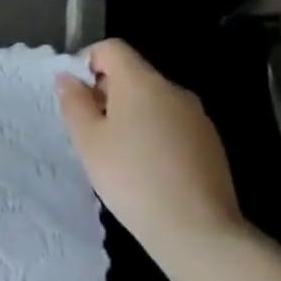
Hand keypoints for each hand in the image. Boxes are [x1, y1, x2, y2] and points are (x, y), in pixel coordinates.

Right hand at [57, 39, 243, 258]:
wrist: (198, 232)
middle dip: (108, 92)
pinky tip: (148, 169)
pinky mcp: (212, 144)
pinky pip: (173, 124)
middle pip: (133, 74)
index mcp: (141, 82)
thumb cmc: (132, 178)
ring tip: (118, 153)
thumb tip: (68, 77)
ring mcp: (197, 117)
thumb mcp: (88, 140)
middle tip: (91, 130)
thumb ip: (74, 102)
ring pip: (154, 101)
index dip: (87, 62)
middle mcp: (173, 89)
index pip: (111, 48)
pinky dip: (155, 134)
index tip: (76, 95)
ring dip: (132, 115)